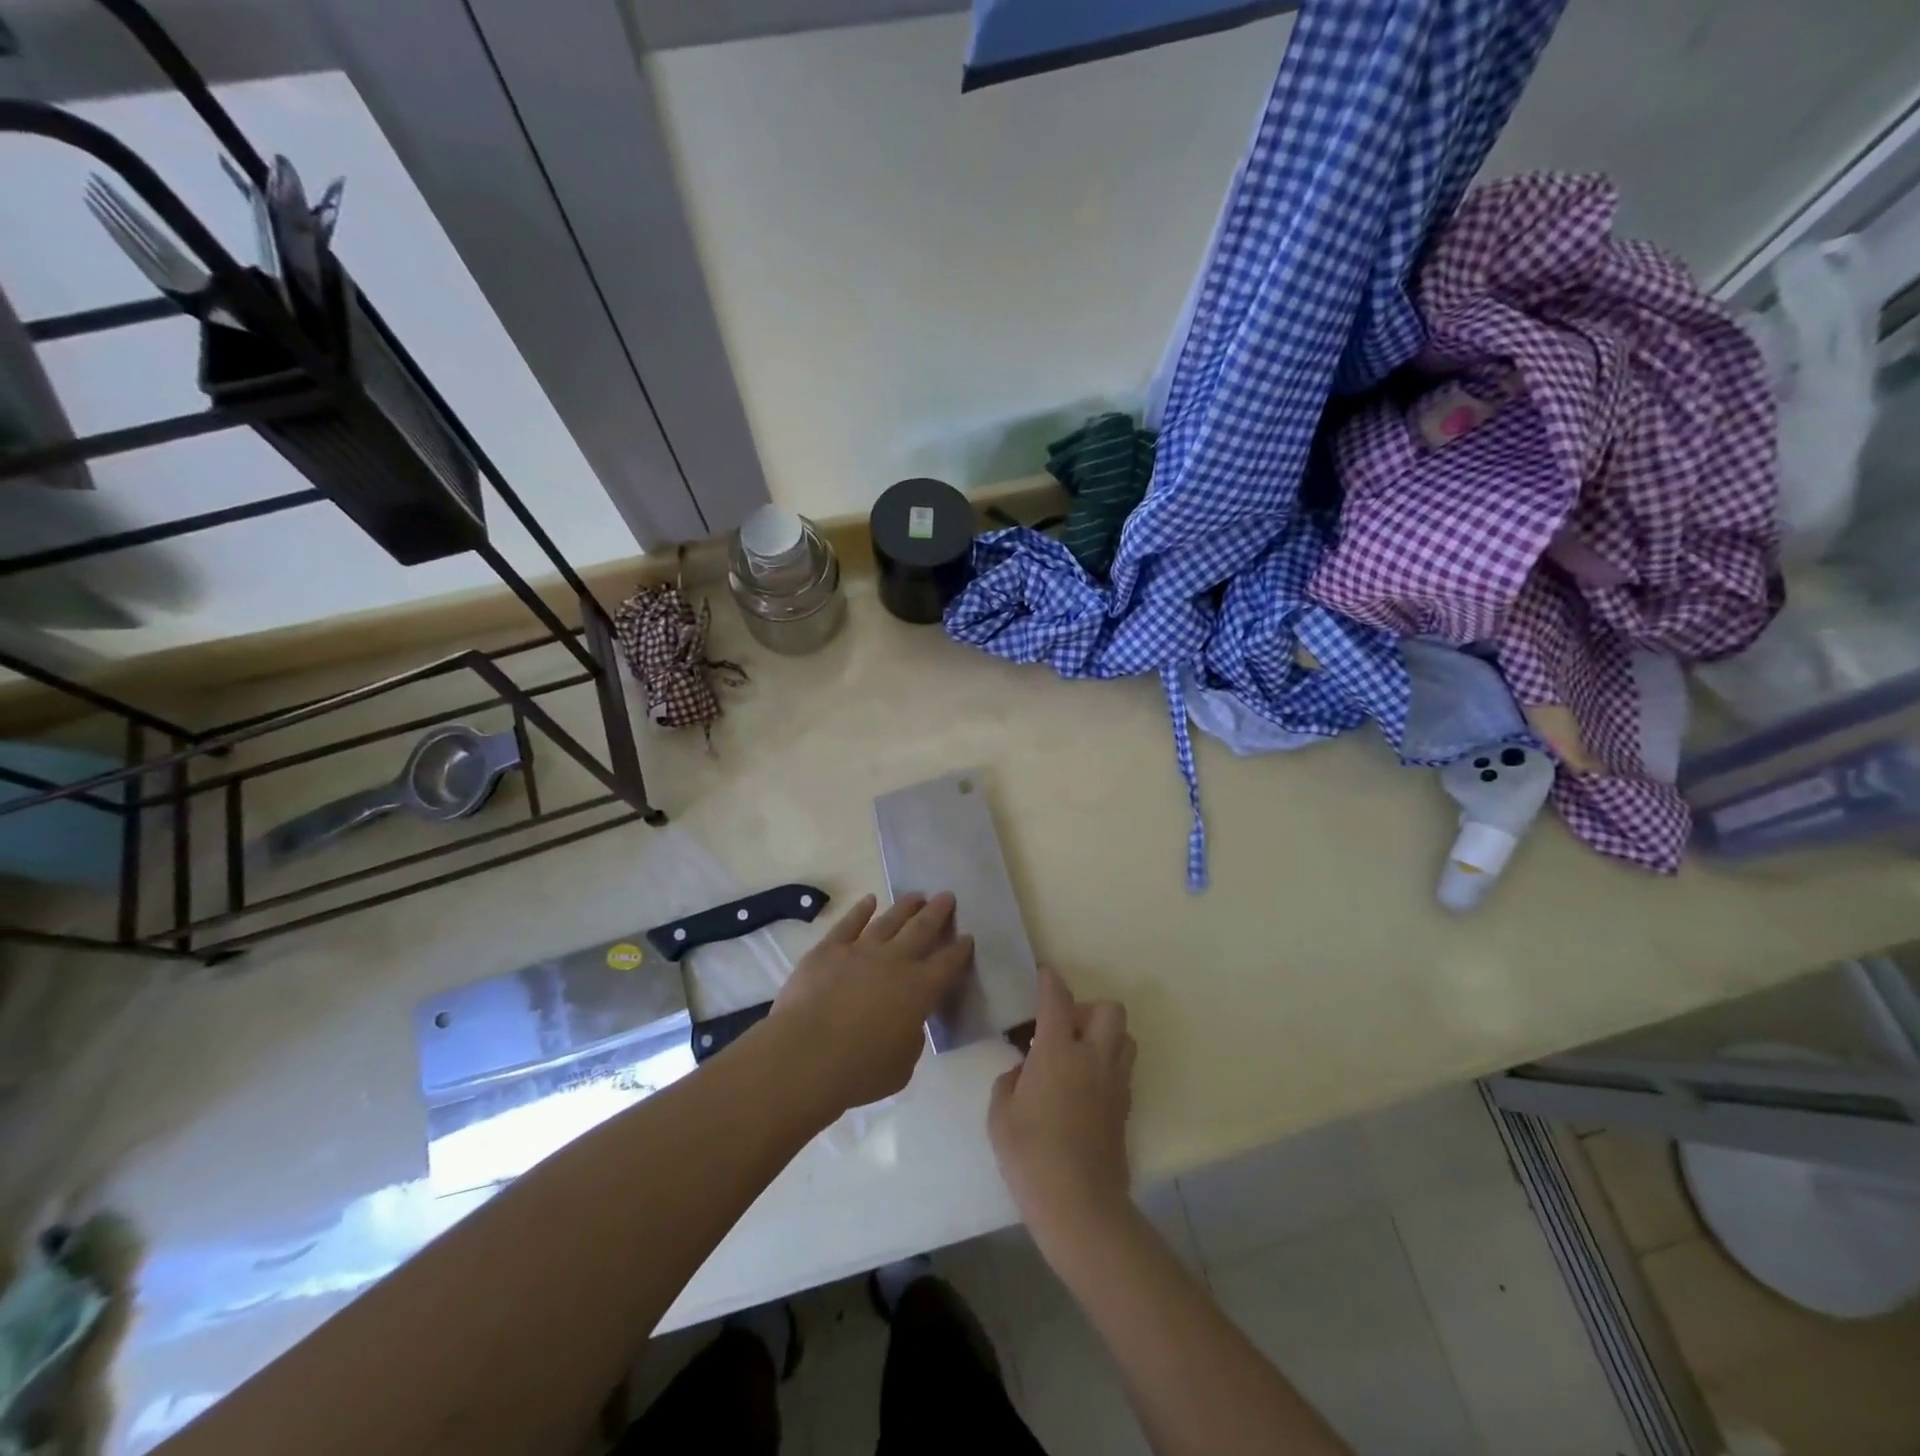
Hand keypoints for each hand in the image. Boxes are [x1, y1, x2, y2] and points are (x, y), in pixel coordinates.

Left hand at [768, 892, 972, 1116]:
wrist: (806, 1054)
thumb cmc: (860, 1070)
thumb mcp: (902, 1066)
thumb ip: (910, 1039)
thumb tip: (907, 1023)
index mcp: (919, 990)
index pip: (948, 963)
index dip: (960, 949)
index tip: (968, 936)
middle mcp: (895, 961)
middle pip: (922, 929)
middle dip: (937, 912)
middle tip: (947, 896)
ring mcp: (861, 950)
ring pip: (889, 920)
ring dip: (905, 906)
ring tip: (917, 895)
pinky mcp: (829, 949)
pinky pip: (849, 923)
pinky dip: (861, 910)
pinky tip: (869, 900)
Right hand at [989, 966, 1135, 1244]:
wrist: (1079, 1205)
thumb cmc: (1031, 1155)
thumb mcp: (1001, 1114)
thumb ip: (1010, 1081)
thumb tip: (1023, 1071)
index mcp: (1058, 1051)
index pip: (1058, 999)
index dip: (1050, 980)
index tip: (1043, 974)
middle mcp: (1093, 1057)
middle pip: (1109, 1009)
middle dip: (1087, 1009)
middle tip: (1063, 1030)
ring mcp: (1115, 1083)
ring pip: (1125, 1037)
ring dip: (1105, 1035)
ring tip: (1079, 1055)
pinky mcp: (1125, 1108)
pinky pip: (1123, 1069)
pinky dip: (1108, 1065)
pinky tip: (1086, 1087)